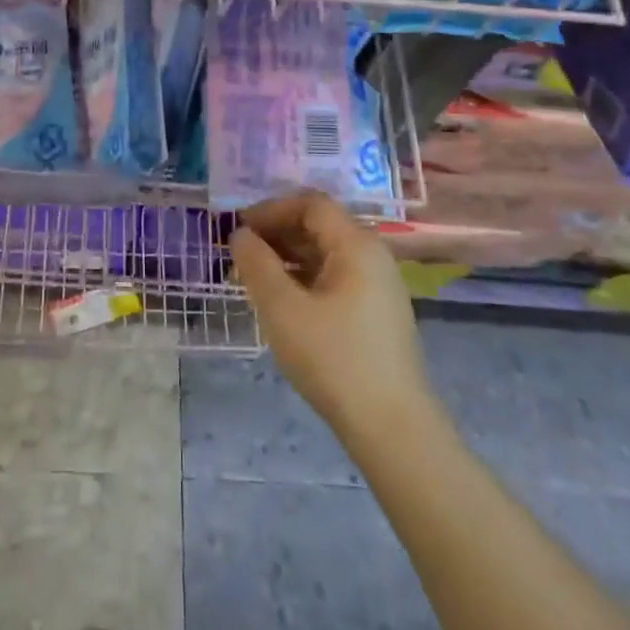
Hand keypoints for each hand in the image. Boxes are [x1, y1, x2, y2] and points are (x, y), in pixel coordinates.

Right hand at [230, 191, 436, 437]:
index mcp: (356, 245)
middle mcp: (373, 256)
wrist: (391, 426)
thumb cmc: (333, 358)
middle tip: (240, 254)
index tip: (239, 229)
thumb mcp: (282, 308)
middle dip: (276, 232)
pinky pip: (335, 277)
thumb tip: (241, 234)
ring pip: (326, 253)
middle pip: (320, 225)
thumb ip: (256, 263)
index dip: (271, 209)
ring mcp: (378, 285)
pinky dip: (304, 277)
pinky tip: (282, 301)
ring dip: (287, 256)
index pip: (311, 204)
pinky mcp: (376, 312)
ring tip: (254, 278)